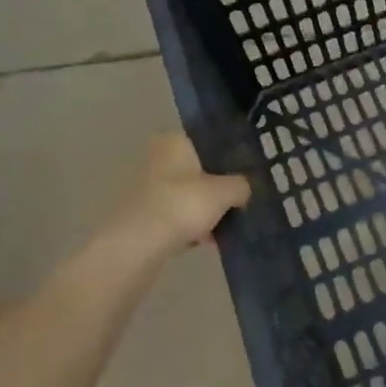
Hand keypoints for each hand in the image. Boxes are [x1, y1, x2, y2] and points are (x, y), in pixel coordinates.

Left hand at [80, 133, 251, 276]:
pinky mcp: (144, 215)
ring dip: (206, 211)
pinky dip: (192, 227)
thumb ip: (241, 185)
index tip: (246, 174)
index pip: (209, 142)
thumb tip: (244, 190)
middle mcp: (158, 158)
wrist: (139, 245)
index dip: (230, 157)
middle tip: (240, 202)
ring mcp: (147, 188)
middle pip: (199, 171)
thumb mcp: (226, 191)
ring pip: (188, 195)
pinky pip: (177, 216)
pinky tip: (208, 241)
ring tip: (226, 226)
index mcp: (175, 141)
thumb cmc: (184, 204)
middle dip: (218, 188)